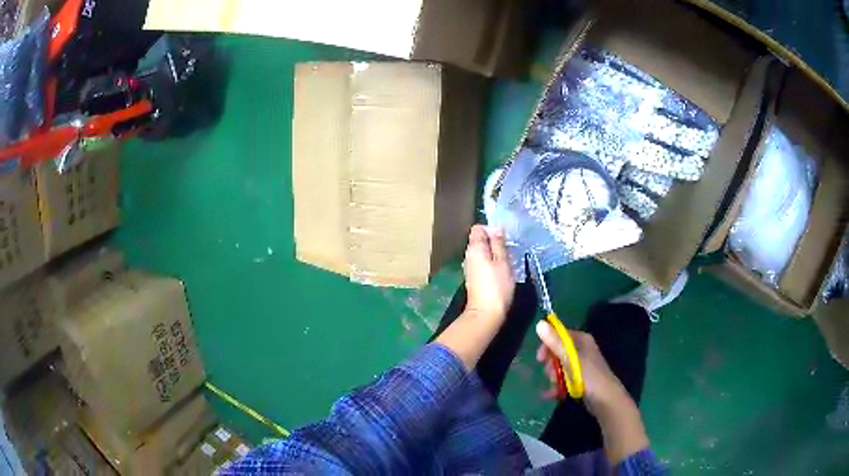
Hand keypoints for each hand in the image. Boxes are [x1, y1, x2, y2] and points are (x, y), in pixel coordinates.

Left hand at [463, 225, 514, 321]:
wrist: (486, 313)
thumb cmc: (497, 286)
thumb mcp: (503, 262)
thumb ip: (499, 244)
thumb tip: (496, 228)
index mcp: (475, 248)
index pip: (478, 228)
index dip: (491, 229)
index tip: (504, 238)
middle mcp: (469, 255)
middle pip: (479, 240)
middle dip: (493, 242)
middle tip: (508, 250)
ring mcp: (470, 267)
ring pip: (481, 252)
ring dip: (493, 254)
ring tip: (507, 261)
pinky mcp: (473, 278)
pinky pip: (482, 263)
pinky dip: (491, 264)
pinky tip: (501, 272)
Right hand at [535, 322, 631, 417]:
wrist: (604, 399)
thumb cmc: (588, 375)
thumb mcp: (570, 358)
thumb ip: (554, 342)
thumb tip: (539, 323)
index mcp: (582, 340)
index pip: (560, 335)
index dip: (548, 345)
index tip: (540, 359)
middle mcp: (582, 350)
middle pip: (559, 352)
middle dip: (551, 363)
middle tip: (550, 374)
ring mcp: (582, 366)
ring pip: (560, 367)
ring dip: (553, 375)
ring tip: (554, 385)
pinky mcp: (580, 380)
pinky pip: (564, 379)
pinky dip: (557, 386)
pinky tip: (549, 395)